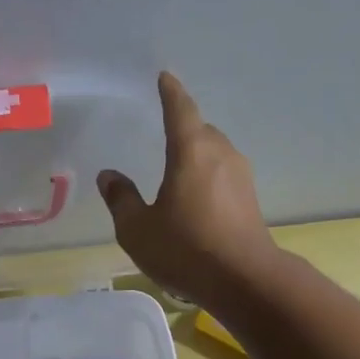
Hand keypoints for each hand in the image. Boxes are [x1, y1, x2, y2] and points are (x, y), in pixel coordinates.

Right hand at [97, 72, 278, 308]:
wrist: (244, 280)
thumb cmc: (185, 249)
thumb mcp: (138, 229)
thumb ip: (121, 199)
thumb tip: (109, 175)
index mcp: (190, 150)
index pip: (179, 109)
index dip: (170, 92)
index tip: (164, 78)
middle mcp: (220, 154)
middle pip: (200, 130)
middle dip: (183, 127)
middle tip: (164, 131)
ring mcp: (241, 176)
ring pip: (214, 153)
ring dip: (196, 155)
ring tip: (177, 169)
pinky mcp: (250, 199)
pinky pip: (223, 175)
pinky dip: (208, 177)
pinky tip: (196, 197)